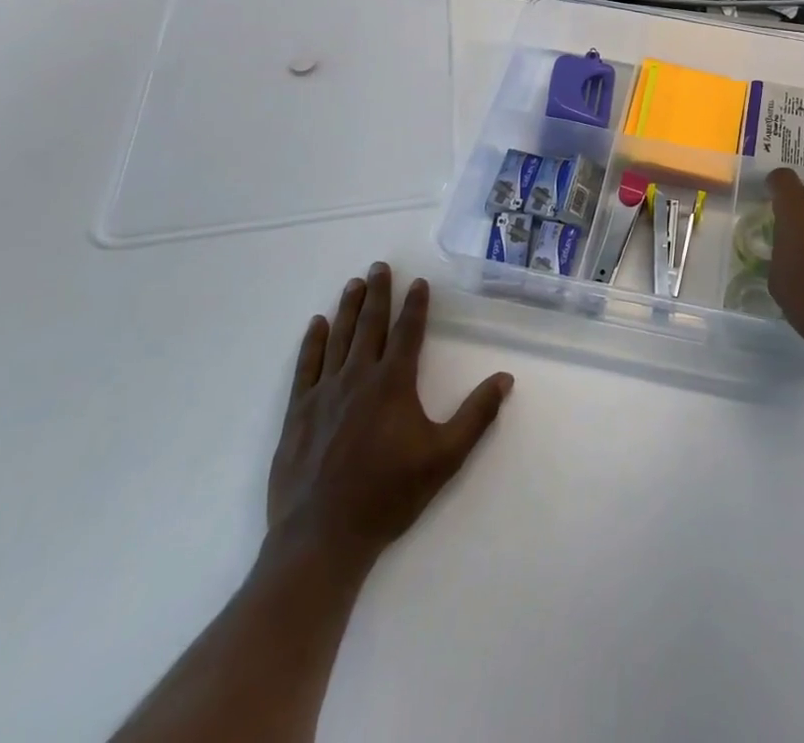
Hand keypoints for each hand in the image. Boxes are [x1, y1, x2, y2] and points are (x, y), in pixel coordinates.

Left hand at [265, 262, 512, 574]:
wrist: (321, 538)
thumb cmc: (388, 495)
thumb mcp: (445, 458)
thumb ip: (476, 415)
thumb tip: (506, 378)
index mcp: (393, 383)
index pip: (408, 332)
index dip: (415, 304)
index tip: (418, 282)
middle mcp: (358, 377)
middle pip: (370, 324)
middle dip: (378, 292)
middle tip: (380, 266)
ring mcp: (324, 393)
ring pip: (338, 337)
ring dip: (348, 307)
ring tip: (354, 283)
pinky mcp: (298, 412)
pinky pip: (306, 365)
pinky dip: (313, 341)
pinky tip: (317, 324)